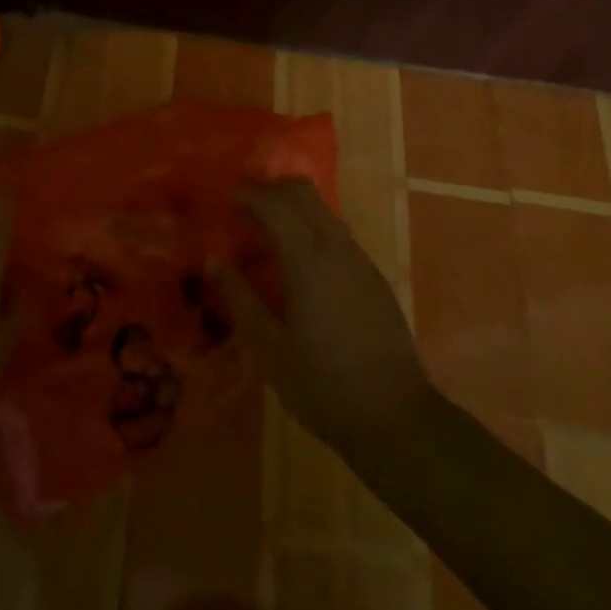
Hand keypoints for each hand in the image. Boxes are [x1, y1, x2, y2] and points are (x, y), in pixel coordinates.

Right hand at [212, 178, 432, 462]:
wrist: (397, 420)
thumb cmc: (324, 385)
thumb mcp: (269, 348)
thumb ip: (240, 298)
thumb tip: (213, 260)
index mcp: (308, 261)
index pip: (276, 202)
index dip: (248, 194)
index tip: (225, 202)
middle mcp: (336, 249)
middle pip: (303, 192)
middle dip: (270, 189)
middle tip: (242, 209)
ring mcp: (360, 261)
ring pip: (323, 210)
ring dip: (291, 208)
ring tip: (264, 235)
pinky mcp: (374, 277)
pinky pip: (336, 233)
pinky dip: (310, 228)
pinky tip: (296, 264)